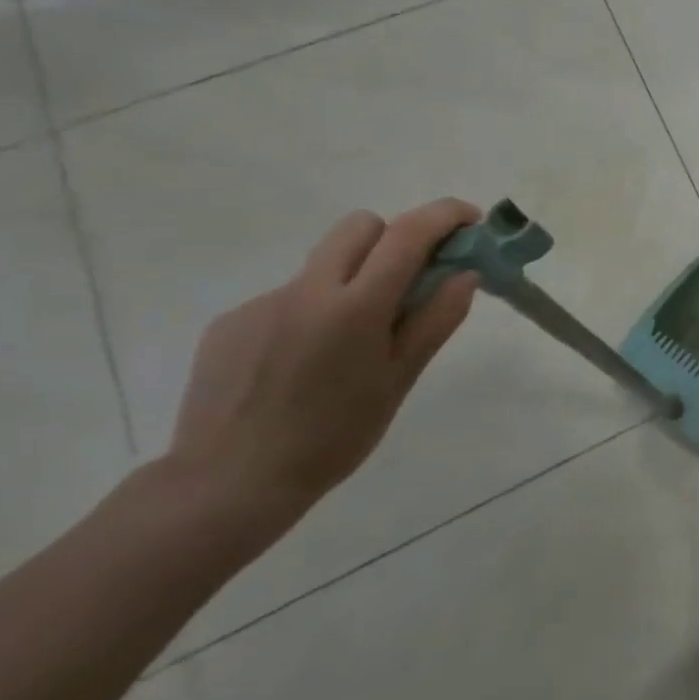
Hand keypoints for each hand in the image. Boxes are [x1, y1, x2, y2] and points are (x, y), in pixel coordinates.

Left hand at [166, 199, 480, 524]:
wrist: (227, 484)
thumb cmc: (334, 436)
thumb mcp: (400, 379)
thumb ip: (435, 320)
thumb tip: (465, 274)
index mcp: (355, 307)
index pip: (407, 234)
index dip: (445, 215)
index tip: (470, 221)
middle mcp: (306, 291)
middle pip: (359, 227)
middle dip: (395, 237)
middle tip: (414, 277)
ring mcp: (261, 304)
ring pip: (324, 265)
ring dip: (354, 279)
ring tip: (353, 341)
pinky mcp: (229, 323)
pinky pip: (289, 298)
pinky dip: (314, 312)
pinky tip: (306, 362)